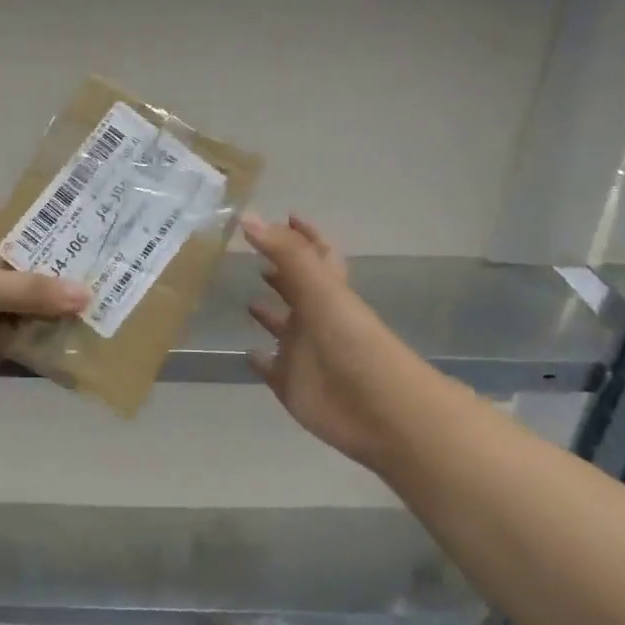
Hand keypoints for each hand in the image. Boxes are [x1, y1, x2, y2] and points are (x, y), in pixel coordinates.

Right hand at [243, 213, 388, 462]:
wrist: (378, 408)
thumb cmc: (351, 341)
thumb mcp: (320, 288)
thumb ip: (286, 252)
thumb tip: (247, 216)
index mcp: (328, 291)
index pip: (316, 254)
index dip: (303, 235)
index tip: (286, 217)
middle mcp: (316, 317)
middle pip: (297, 289)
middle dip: (280, 271)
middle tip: (252, 254)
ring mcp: (304, 352)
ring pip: (283, 328)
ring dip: (269, 314)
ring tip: (246, 300)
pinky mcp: (292, 383)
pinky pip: (271, 368)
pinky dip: (259, 360)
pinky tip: (246, 352)